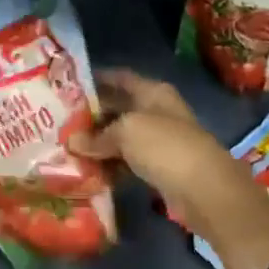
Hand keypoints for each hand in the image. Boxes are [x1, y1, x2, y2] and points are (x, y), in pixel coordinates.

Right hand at [68, 69, 255, 235]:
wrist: (206, 190)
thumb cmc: (165, 146)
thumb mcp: (126, 132)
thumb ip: (98, 135)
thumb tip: (72, 141)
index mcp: (153, 92)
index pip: (120, 78)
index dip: (97, 79)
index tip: (69, 86)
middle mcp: (156, 111)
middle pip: (119, 108)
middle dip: (93, 115)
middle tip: (61, 121)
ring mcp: (160, 141)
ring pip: (122, 137)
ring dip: (99, 143)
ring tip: (69, 147)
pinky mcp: (160, 168)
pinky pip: (129, 161)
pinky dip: (112, 165)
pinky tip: (90, 170)